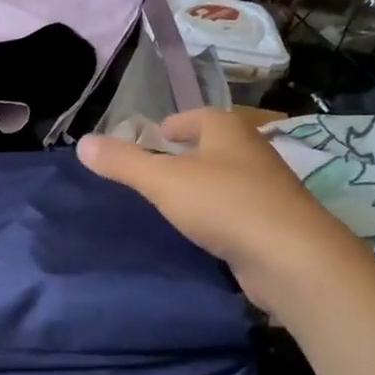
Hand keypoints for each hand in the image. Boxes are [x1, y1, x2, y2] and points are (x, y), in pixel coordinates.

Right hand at [77, 109, 358, 306]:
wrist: (291, 257)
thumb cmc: (224, 204)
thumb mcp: (163, 181)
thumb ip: (123, 163)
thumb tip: (83, 143)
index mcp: (227, 129)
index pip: (193, 117)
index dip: (170, 127)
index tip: (149, 142)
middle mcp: (251, 151)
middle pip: (210, 146)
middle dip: (184, 156)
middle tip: (152, 175)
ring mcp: (266, 187)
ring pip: (224, 179)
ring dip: (201, 188)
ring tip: (171, 205)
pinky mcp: (273, 222)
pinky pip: (235, 210)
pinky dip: (216, 215)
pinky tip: (201, 232)